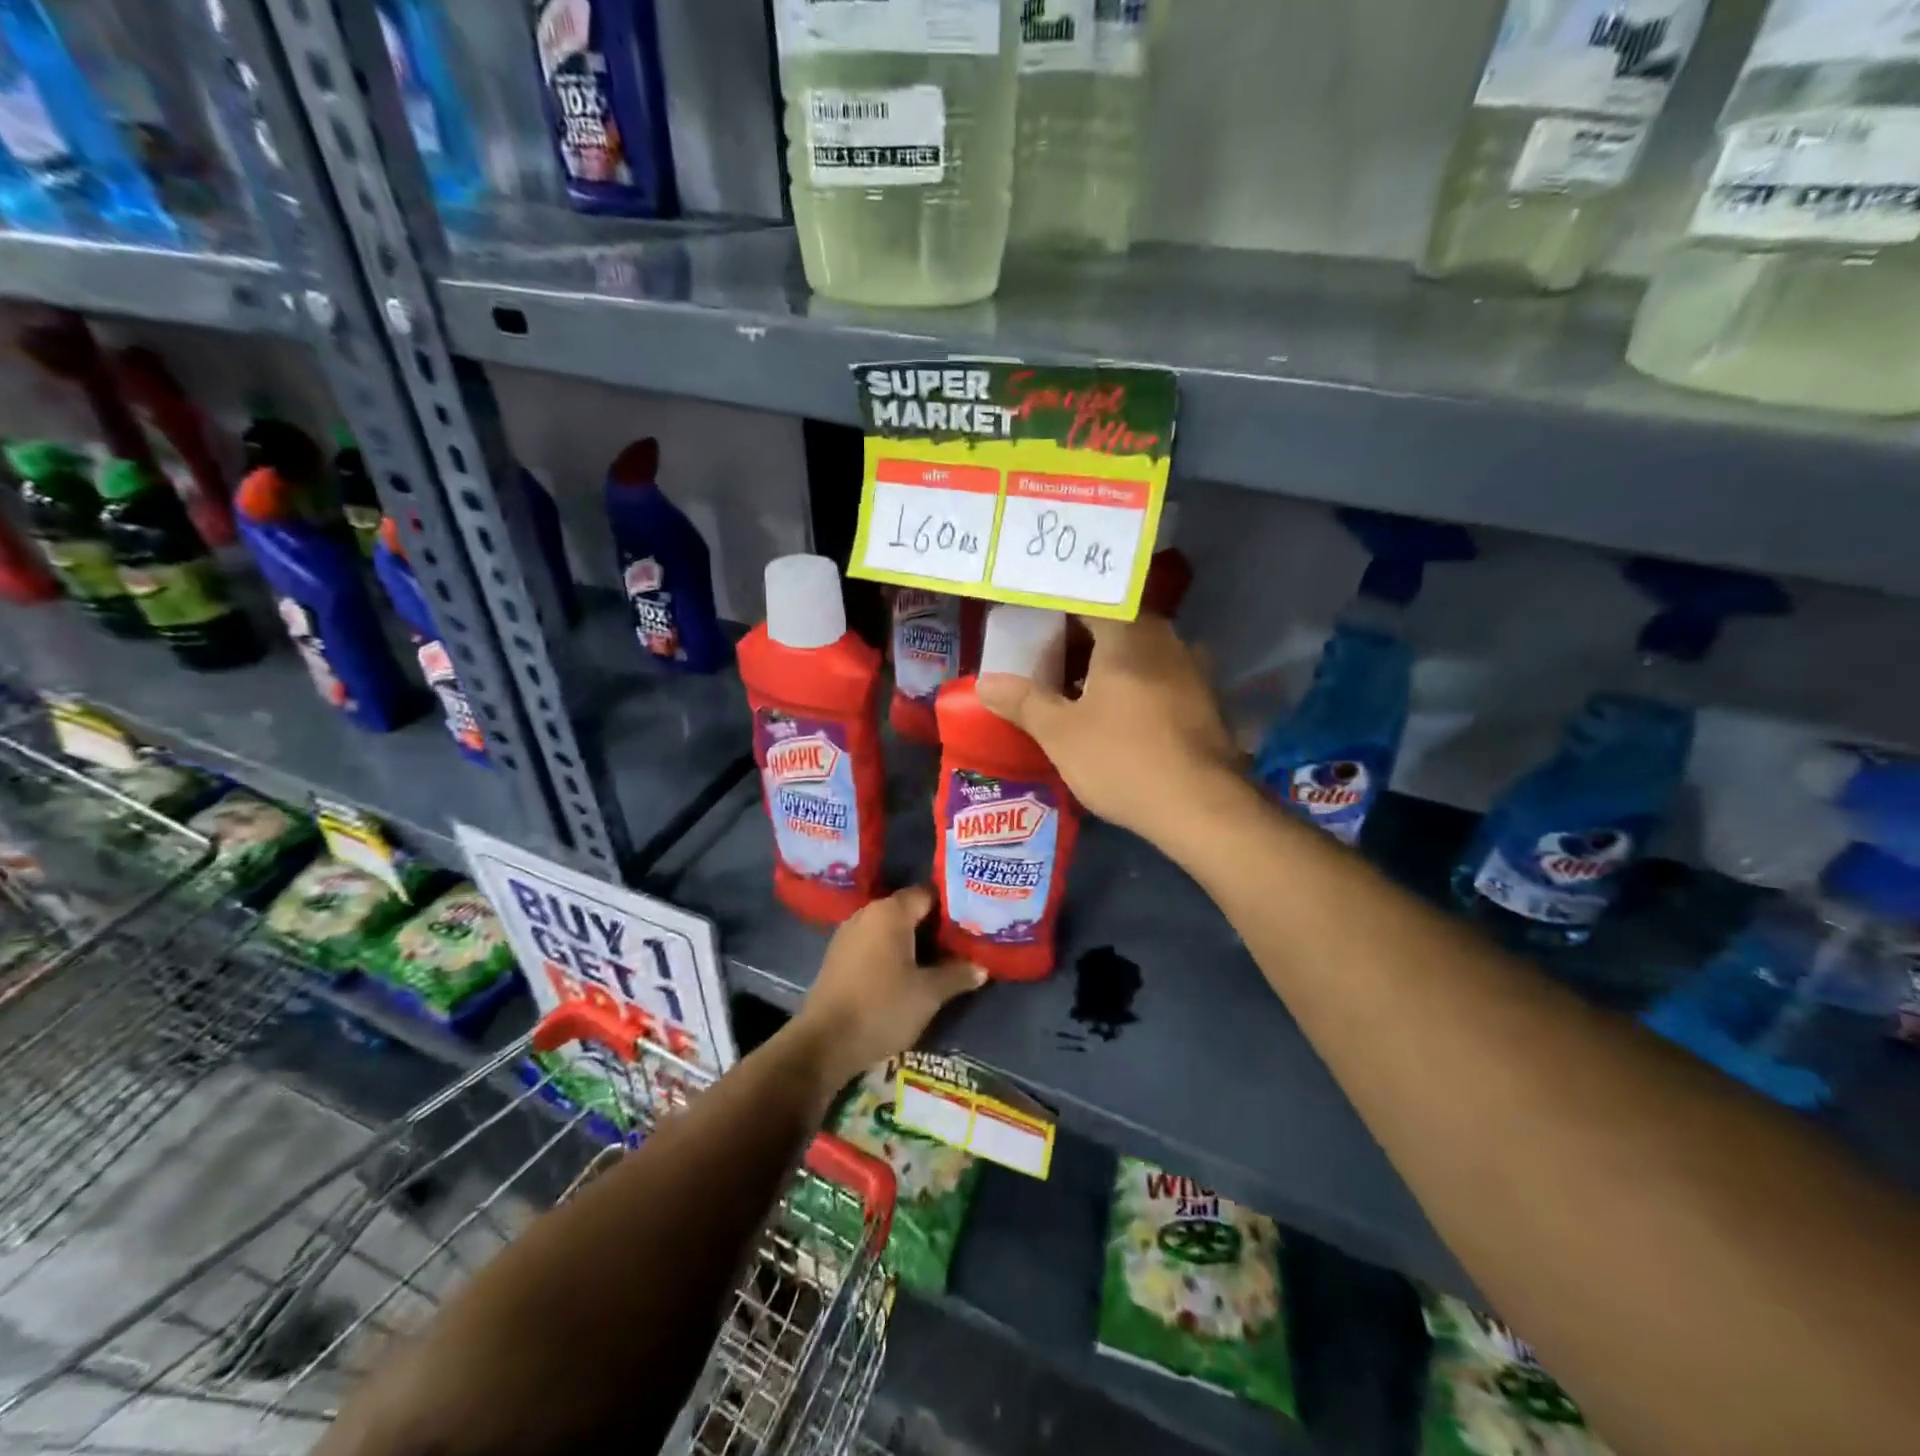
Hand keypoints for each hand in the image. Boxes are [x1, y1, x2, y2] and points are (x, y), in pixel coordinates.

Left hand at [794, 886, 983, 1090]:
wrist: (824, 1042)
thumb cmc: (882, 1008)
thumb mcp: (929, 994)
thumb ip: (957, 975)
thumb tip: (981, 967)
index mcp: (890, 912)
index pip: (928, 893)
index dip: (952, 905)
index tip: (972, 920)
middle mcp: (867, 913)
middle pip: (908, 909)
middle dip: (934, 924)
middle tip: (962, 941)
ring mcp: (848, 933)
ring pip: (890, 927)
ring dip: (913, 940)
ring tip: (939, 958)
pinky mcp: (838, 955)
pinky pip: (873, 943)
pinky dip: (891, 951)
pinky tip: (907, 972)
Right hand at [976, 614, 1245, 842]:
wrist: (1201, 807)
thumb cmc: (1123, 759)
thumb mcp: (1060, 733)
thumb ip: (1023, 701)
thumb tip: (985, 682)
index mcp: (1128, 633)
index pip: (1086, 599)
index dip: (1053, 609)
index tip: (1028, 623)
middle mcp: (1164, 638)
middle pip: (1112, 624)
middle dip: (1074, 640)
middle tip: (1040, 659)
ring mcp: (1190, 668)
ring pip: (1135, 652)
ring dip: (1102, 664)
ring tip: (1068, 689)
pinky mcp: (1202, 700)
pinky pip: (1155, 676)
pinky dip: (1128, 685)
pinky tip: (1110, 714)